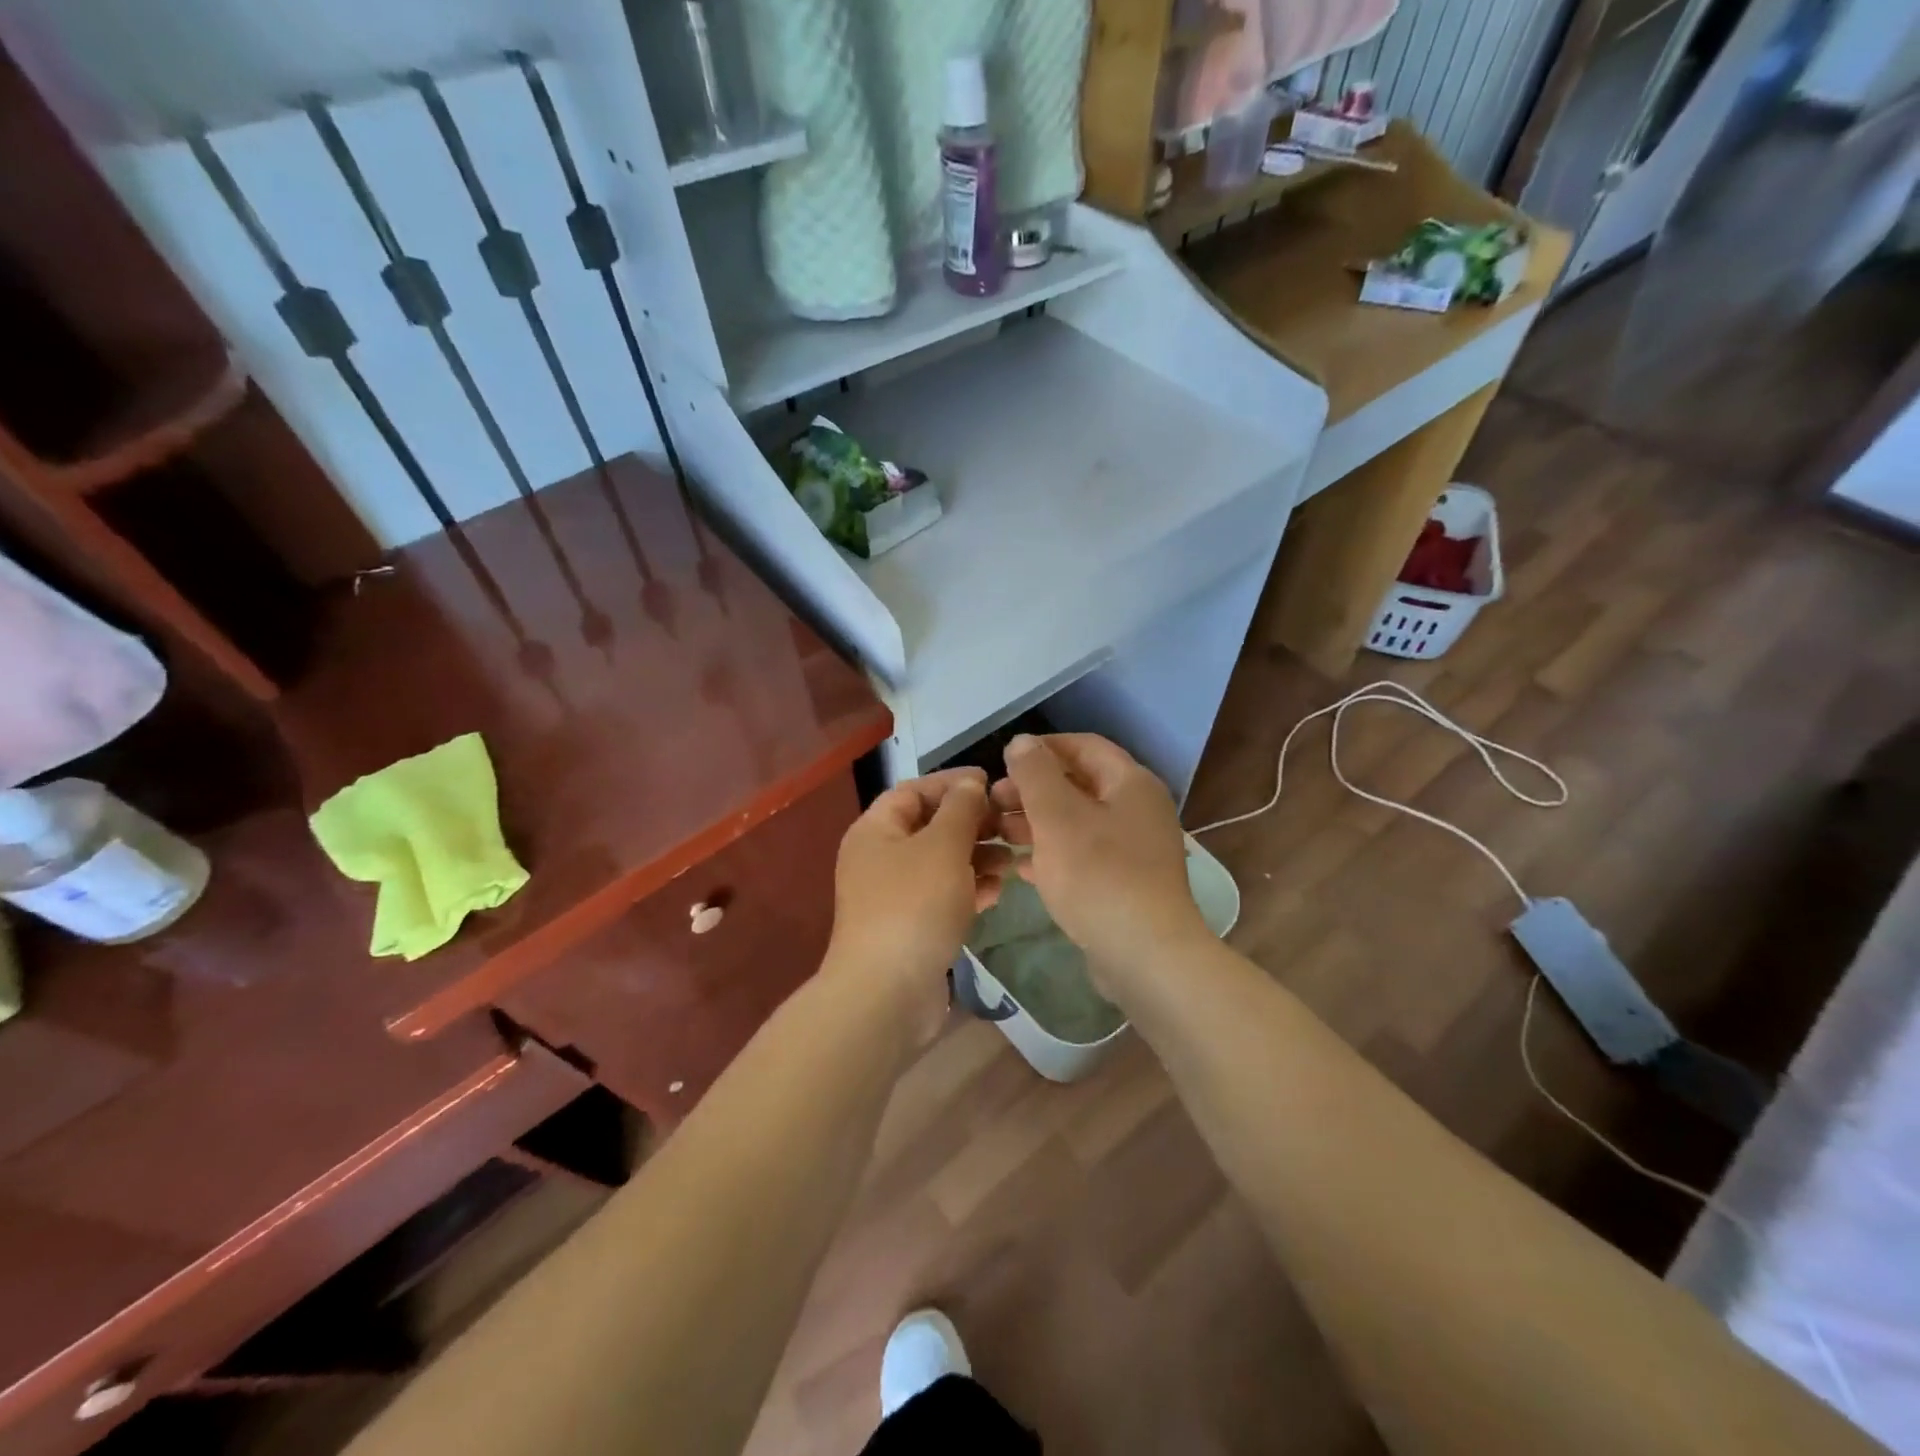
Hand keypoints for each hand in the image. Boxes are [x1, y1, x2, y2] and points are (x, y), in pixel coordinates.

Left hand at [824, 768, 1010, 1046]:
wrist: (887, 993)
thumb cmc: (914, 905)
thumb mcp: (943, 846)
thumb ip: (961, 809)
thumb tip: (970, 783)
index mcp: (876, 830)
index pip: (914, 790)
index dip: (952, 782)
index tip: (993, 782)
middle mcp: (880, 858)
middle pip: (930, 827)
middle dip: (972, 823)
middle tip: (1012, 824)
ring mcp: (894, 895)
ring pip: (942, 863)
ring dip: (978, 858)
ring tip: (1014, 860)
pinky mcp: (911, 926)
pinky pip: (944, 896)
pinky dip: (970, 889)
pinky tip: (998, 892)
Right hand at [992, 735, 1209, 992]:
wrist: (1145, 955)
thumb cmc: (1099, 875)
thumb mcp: (1058, 817)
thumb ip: (1036, 775)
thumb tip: (1022, 741)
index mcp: (1131, 784)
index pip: (1084, 746)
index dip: (1042, 749)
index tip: (1004, 761)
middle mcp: (1137, 810)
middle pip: (1079, 785)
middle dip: (1033, 790)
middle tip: (994, 803)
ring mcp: (1134, 849)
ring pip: (1077, 823)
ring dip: (1037, 823)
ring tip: (999, 834)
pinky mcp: (1125, 884)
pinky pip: (1083, 857)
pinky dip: (1052, 855)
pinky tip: (1021, 868)